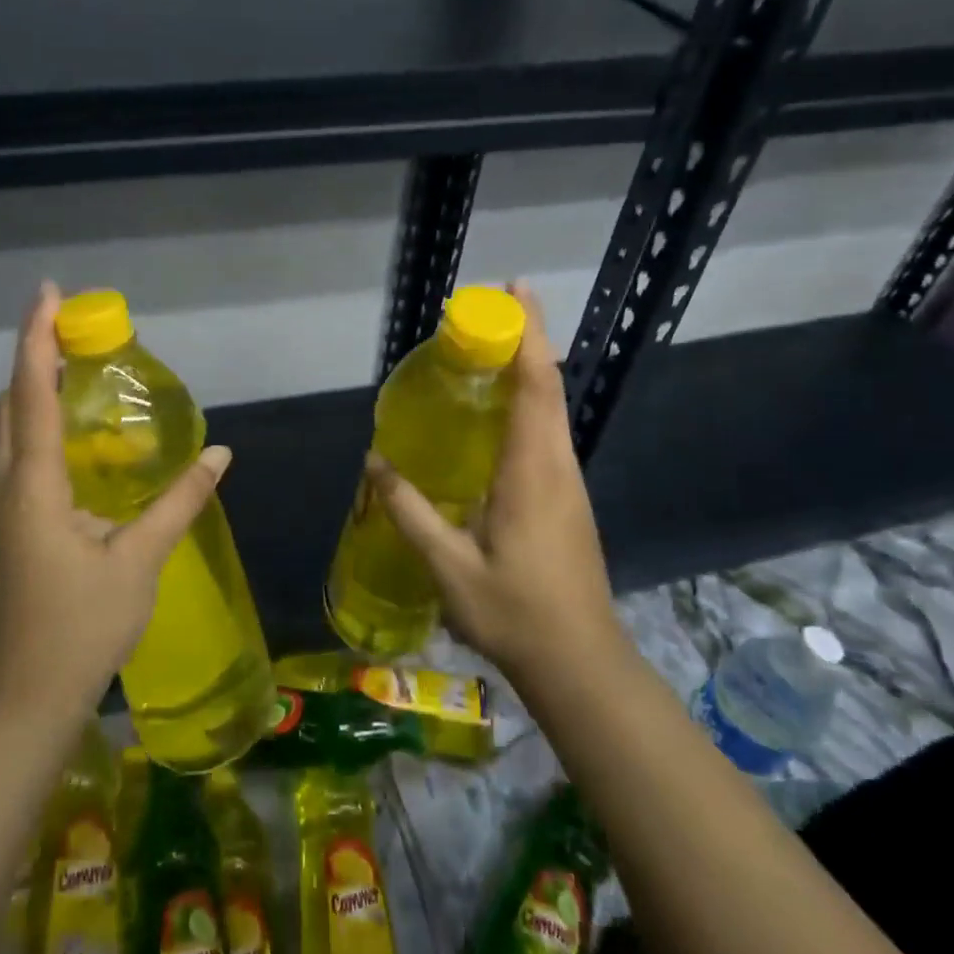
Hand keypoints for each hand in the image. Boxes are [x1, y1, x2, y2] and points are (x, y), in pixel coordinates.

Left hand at [0, 282, 232, 723]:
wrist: (26, 698)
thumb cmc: (81, 627)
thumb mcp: (139, 561)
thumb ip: (179, 502)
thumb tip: (219, 456)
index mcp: (34, 486)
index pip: (32, 393)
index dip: (37, 338)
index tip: (49, 292)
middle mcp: (8, 486)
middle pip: (12, 402)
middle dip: (35, 356)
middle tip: (76, 330)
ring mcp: (3, 509)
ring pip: (11, 430)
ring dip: (36, 391)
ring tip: (78, 370)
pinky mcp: (10, 527)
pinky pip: (21, 456)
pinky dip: (41, 426)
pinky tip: (79, 439)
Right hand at [365, 281, 622, 691]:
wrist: (579, 662)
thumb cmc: (514, 612)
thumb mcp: (449, 565)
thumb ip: (410, 510)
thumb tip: (374, 463)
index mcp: (533, 471)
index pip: (536, 385)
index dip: (528, 333)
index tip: (514, 291)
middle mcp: (558, 465)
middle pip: (548, 386)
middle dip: (527, 339)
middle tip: (490, 310)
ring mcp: (568, 483)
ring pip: (552, 410)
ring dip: (527, 371)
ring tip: (487, 351)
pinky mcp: (567, 499)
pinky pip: (547, 435)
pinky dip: (527, 405)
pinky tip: (496, 418)